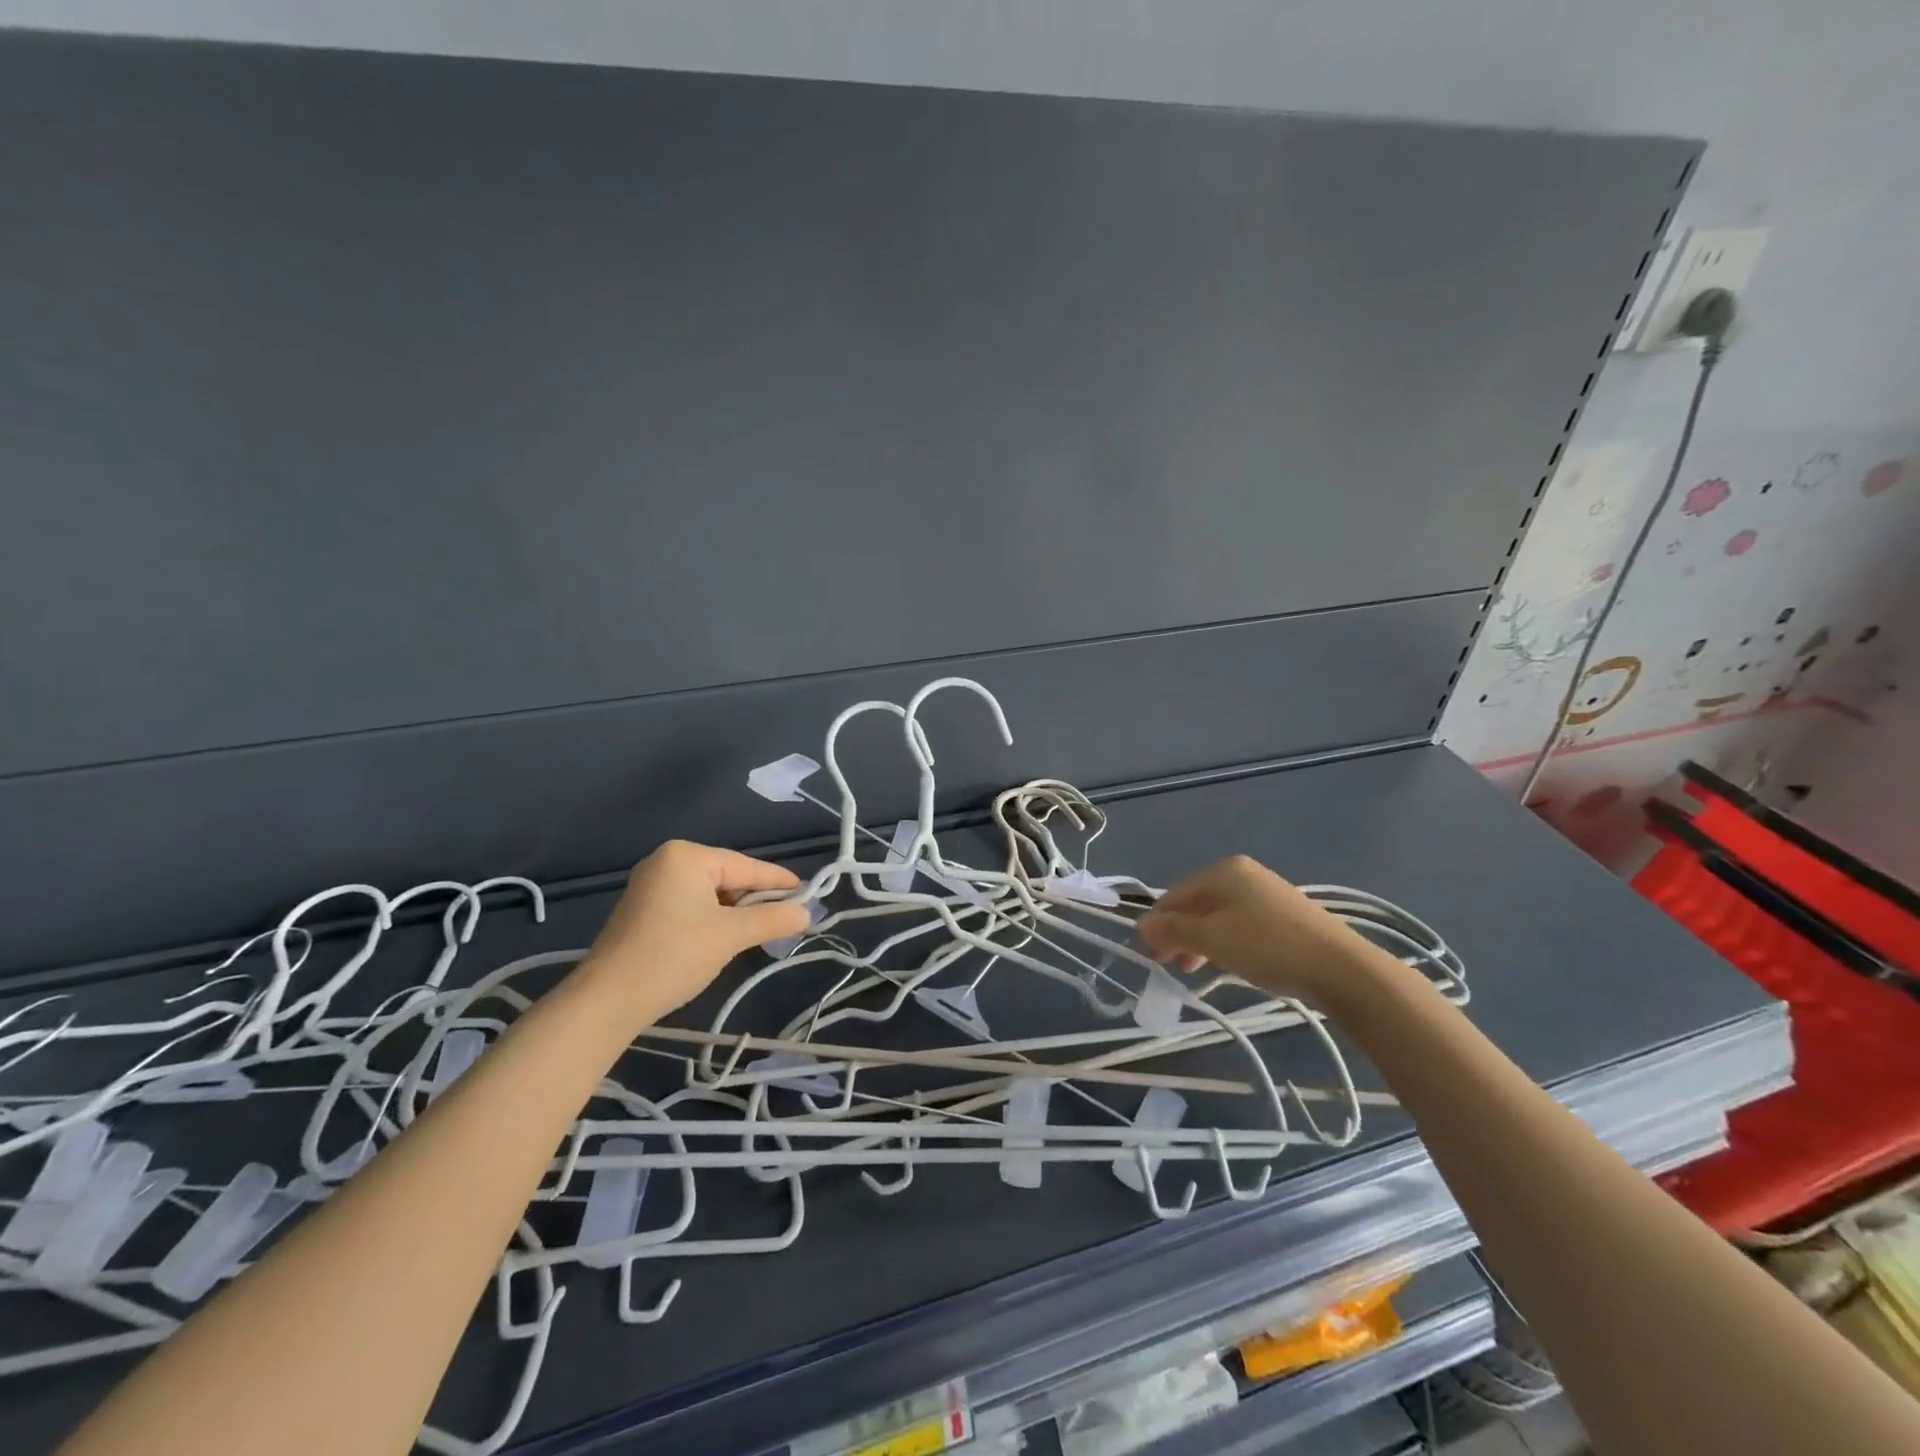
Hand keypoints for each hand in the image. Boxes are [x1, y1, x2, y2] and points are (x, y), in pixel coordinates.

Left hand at [576, 840, 807, 1023]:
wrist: (607, 1001)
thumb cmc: (673, 956)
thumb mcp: (730, 936)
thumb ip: (772, 919)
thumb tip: (807, 913)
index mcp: (687, 856)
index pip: (746, 866)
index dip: (780, 881)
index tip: (809, 892)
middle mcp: (668, 861)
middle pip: (729, 877)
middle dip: (757, 900)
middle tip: (788, 919)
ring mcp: (652, 885)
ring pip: (711, 894)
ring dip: (737, 912)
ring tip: (764, 931)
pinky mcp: (644, 910)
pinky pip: (692, 905)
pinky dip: (714, 919)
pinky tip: (728, 937)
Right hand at [1137, 855, 1376, 1004]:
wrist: (1340, 968)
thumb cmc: (1267, 947)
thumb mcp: (1212, 939)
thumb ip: (1173, 930)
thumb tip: (1141, 924)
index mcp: (1222, 870)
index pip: (1174, 895)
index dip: (1157, 924)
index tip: (1150, 956)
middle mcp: (1242, 873)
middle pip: (1196, 903)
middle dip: (1178, 933)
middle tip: (1171, 966)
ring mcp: (1265, 891)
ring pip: (1218, 915)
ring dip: (1200, 941)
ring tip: (1195, 970)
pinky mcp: (1284, 913)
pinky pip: (1240, 923)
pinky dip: (1225, 941)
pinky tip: (1227, 962)